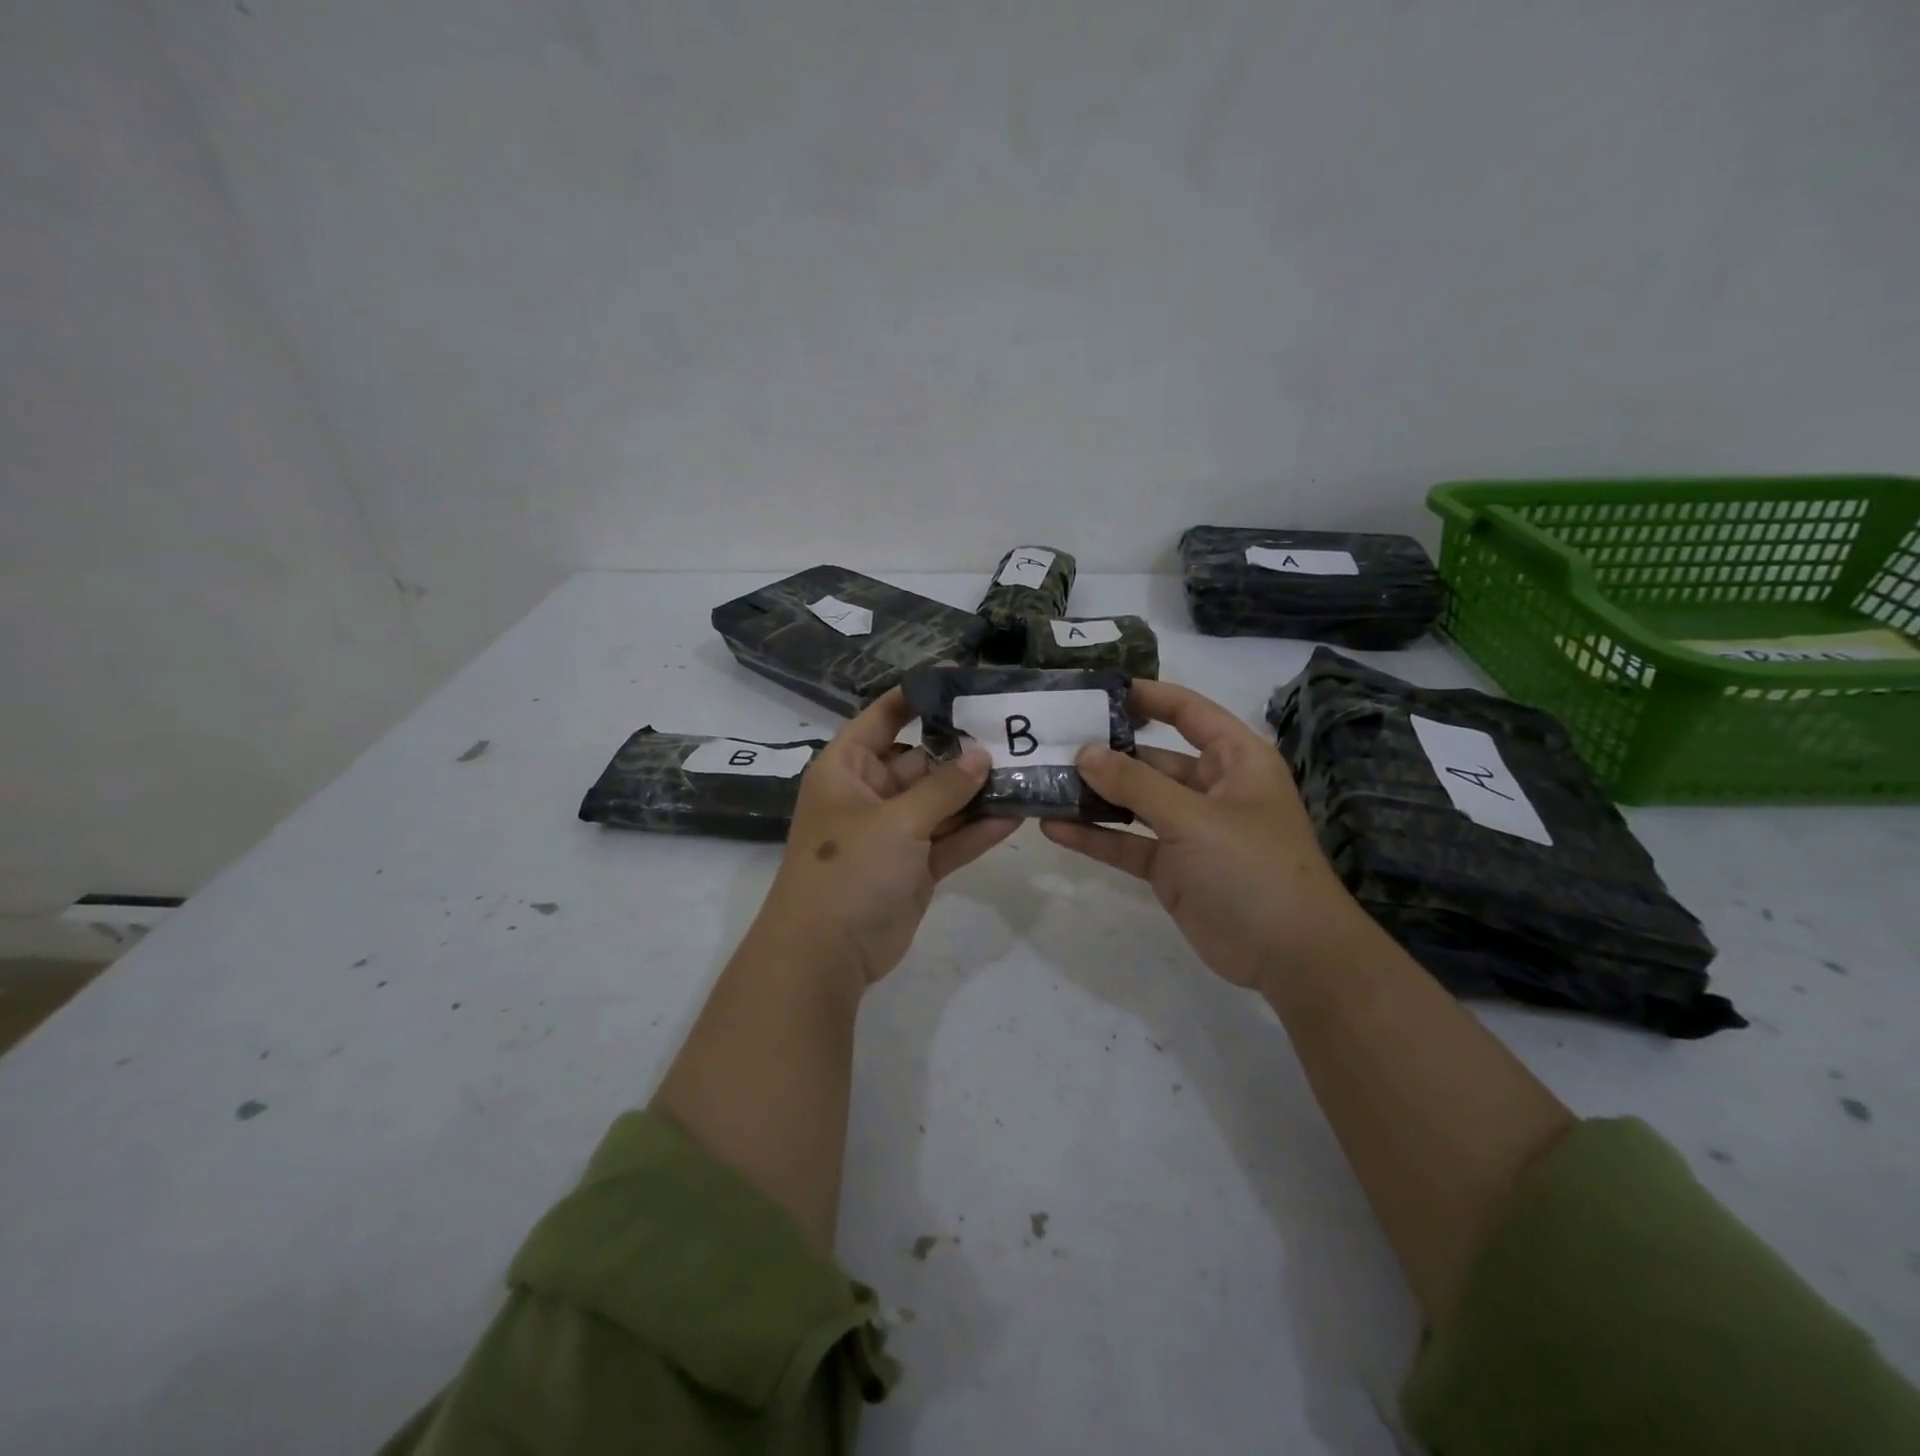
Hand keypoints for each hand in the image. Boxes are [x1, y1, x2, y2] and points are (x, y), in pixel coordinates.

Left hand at [758, 687, 1019, 988]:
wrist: (826, 953)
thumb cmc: (848, 869)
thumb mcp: (897, 820)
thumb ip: (944, 787)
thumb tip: (982, 755)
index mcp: (848, 769)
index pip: (883, 718)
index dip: (917, 696)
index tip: (960, 677)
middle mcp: (871, 794)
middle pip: (923, 761)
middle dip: (964, 751)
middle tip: (1014, 732)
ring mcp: (895, 832)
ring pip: (942, 802)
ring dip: (978, 792)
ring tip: (1026, 769)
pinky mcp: (915, 866)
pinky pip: (950, 838)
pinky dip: (978, 830)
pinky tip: (1017, 813)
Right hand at [1040, 679, 1363, 994]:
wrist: (1290, 957)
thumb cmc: (1253, 868)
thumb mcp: (1194, 818)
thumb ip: (1136, 784)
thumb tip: (1084, 752)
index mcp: (1235, 760)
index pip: (1188, 712)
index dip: (1147, 697)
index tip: (1097, 690)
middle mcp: (1211, 788)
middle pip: (1152, 758)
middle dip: (1106, 751)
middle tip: (1052, 741)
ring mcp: (1189, 830)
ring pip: (1134, 802)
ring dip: (1094, 795)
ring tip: (1043, 781)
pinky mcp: (1170, 867)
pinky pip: (1127, 842)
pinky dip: (1095, 836)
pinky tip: (1054, 828)